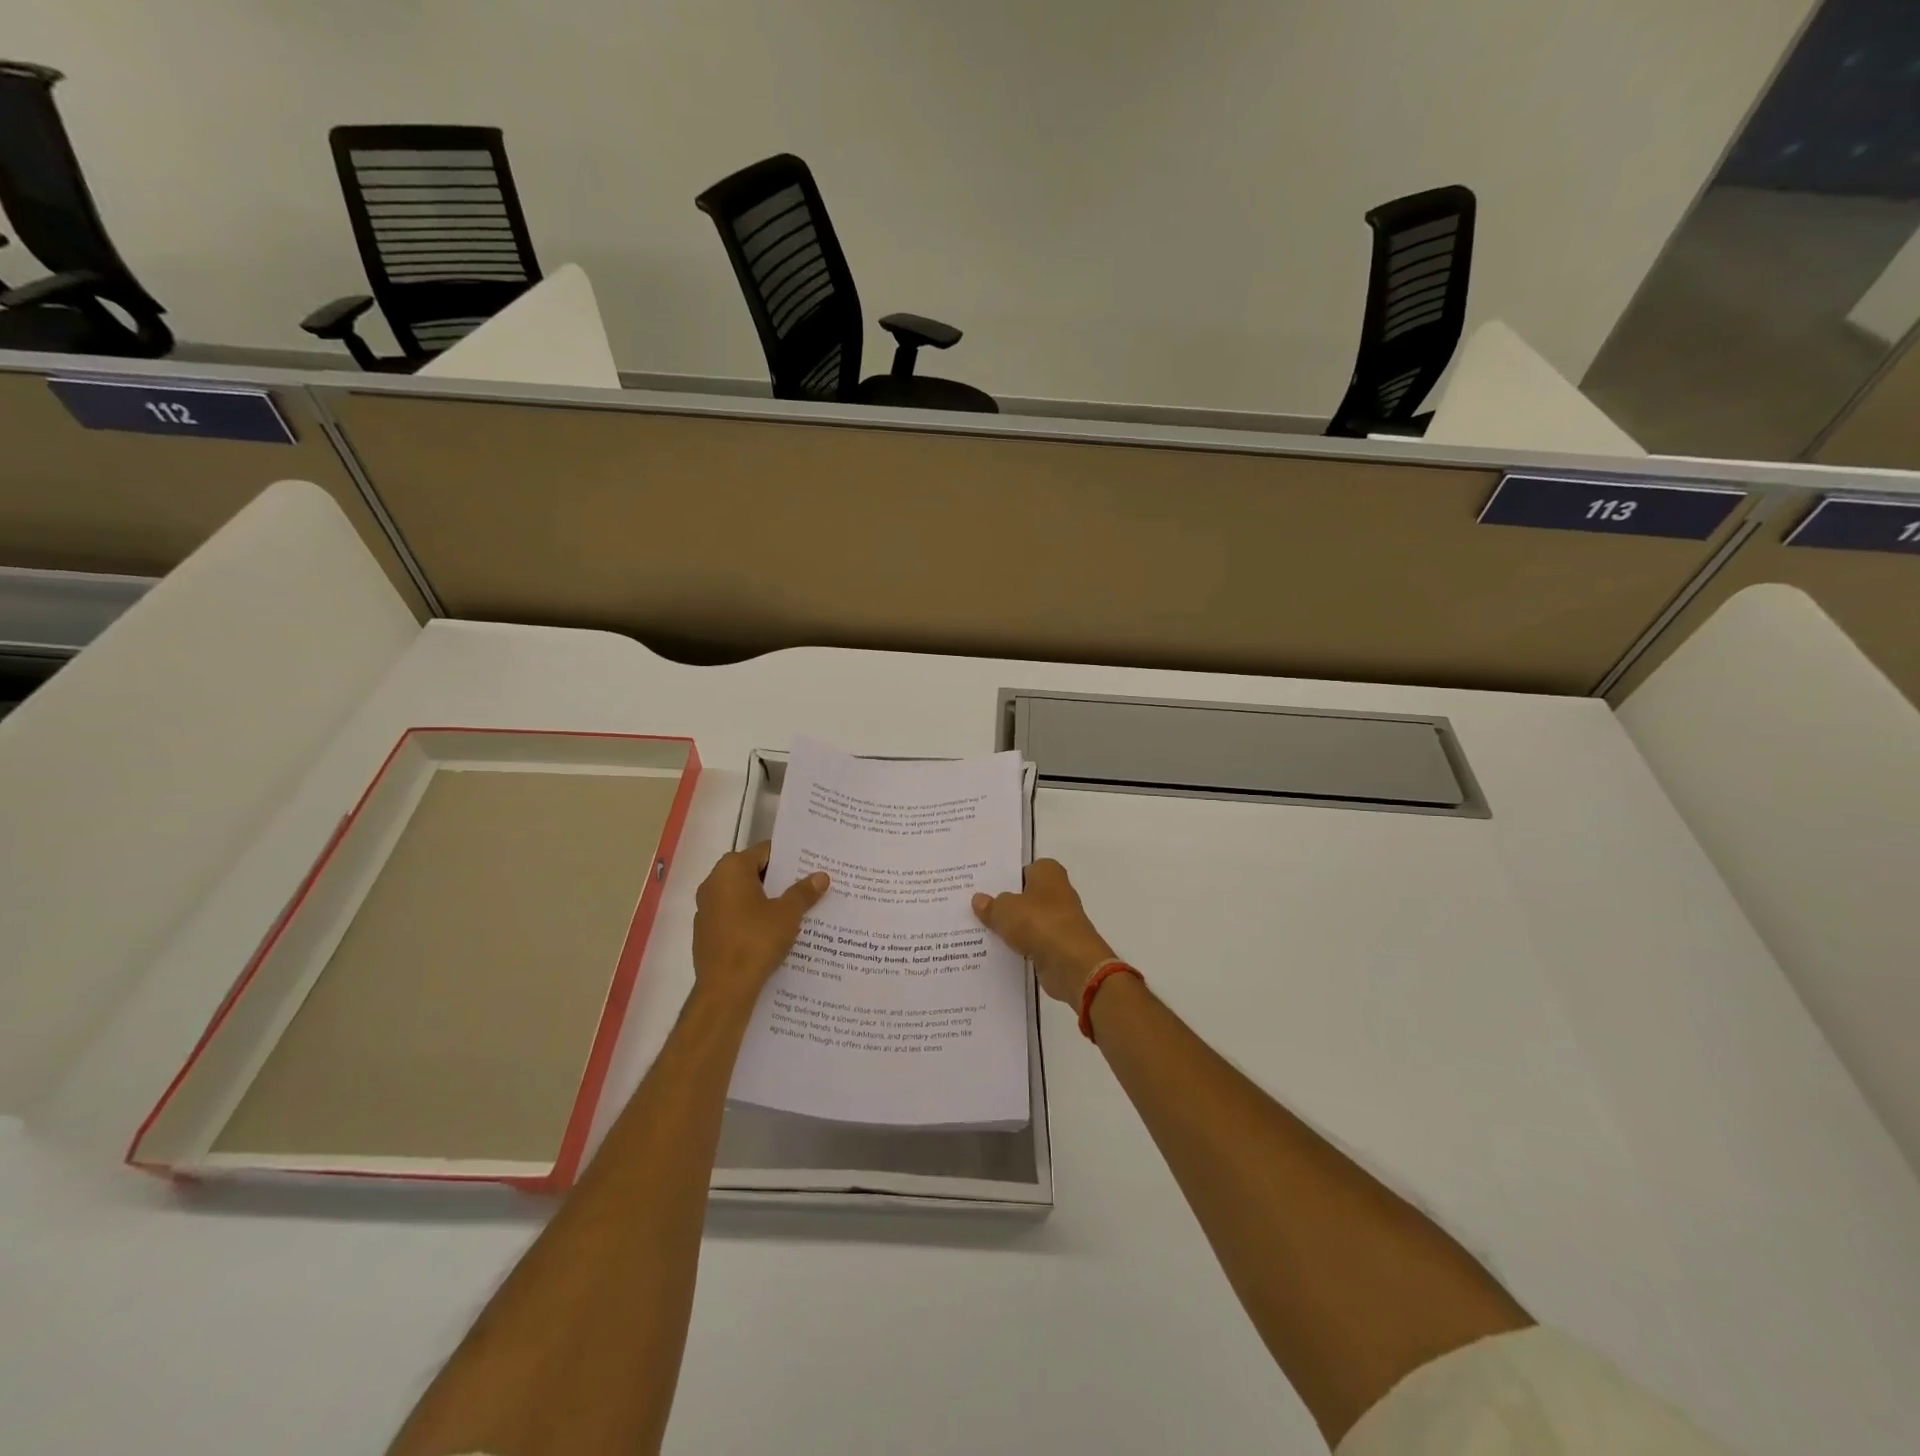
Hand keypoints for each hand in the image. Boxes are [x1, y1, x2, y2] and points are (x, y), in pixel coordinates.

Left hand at [692, 842, 828, 1003]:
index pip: (765, 852)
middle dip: (779, 880)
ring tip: (795, 909)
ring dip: (765, 900)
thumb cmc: (756, 941)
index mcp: (731, 869)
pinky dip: (752, 919)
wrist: (725, 989)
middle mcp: (713, 883)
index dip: (789, 858)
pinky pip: (734, 916)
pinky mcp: (706, 932)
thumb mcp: (788, 914)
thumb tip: (821, 876)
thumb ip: (803, 892)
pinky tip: (773, 932)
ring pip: (743, 896)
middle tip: (807, 885)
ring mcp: (706, 908)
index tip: (809, 865)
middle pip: (752, 872)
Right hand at [972, 858, 1117, 1003]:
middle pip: (1025, 895)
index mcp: (1048, 873)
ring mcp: (1060, 921)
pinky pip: (1032, 942)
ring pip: (1028, 920)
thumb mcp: (1005, 910)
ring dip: (1011, 927)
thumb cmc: (1040, 923)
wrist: (1072, 964)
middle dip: (1005, 902)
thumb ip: (991, 905)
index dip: (1005, 876)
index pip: (1024, 868)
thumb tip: (979, 900)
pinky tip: (997, 951)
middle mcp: (1057, 892)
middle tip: (976, 908)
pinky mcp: (1059, 946)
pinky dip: (1019, 947)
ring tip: (980, 930)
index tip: (983, 886)